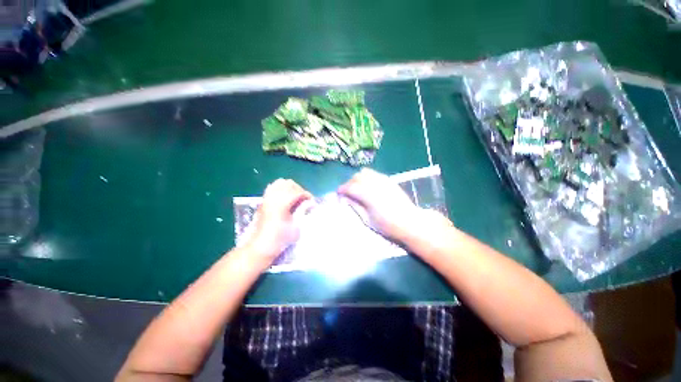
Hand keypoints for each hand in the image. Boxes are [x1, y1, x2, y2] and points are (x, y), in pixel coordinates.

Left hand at [245, 179, 311, 263]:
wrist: (260, 247)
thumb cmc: (279, 239)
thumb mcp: (295, 228)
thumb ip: (303, 213)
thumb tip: (309, 205)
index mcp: (282, 203)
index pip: (298, 191)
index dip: (307, 195)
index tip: (312, 202)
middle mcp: (273, 197)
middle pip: (289, 184)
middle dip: (299, 189)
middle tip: (304, 200)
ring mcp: (267, 198)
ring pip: (280, 183)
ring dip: (290, 187)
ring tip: (295, 197)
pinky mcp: (263, 201)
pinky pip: (272, 187)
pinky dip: (281, 188)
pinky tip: (285, 197)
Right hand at [338, 168, 430, 241]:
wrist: (410, 223)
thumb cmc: (387, 226)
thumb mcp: (367, 219)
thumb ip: (355, 206)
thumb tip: (345, 198)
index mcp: (368, 195)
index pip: (350, 187)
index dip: (342, 189)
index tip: (338, 194)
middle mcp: (375, 184)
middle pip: (356, 177)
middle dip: (349, 183)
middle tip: (348, 193)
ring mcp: (383, 180)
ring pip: (365, 172)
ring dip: (358, 179)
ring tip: (358, 188)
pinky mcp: (389, 180)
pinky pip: (374, 173)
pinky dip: (367, 177)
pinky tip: (368, 187)